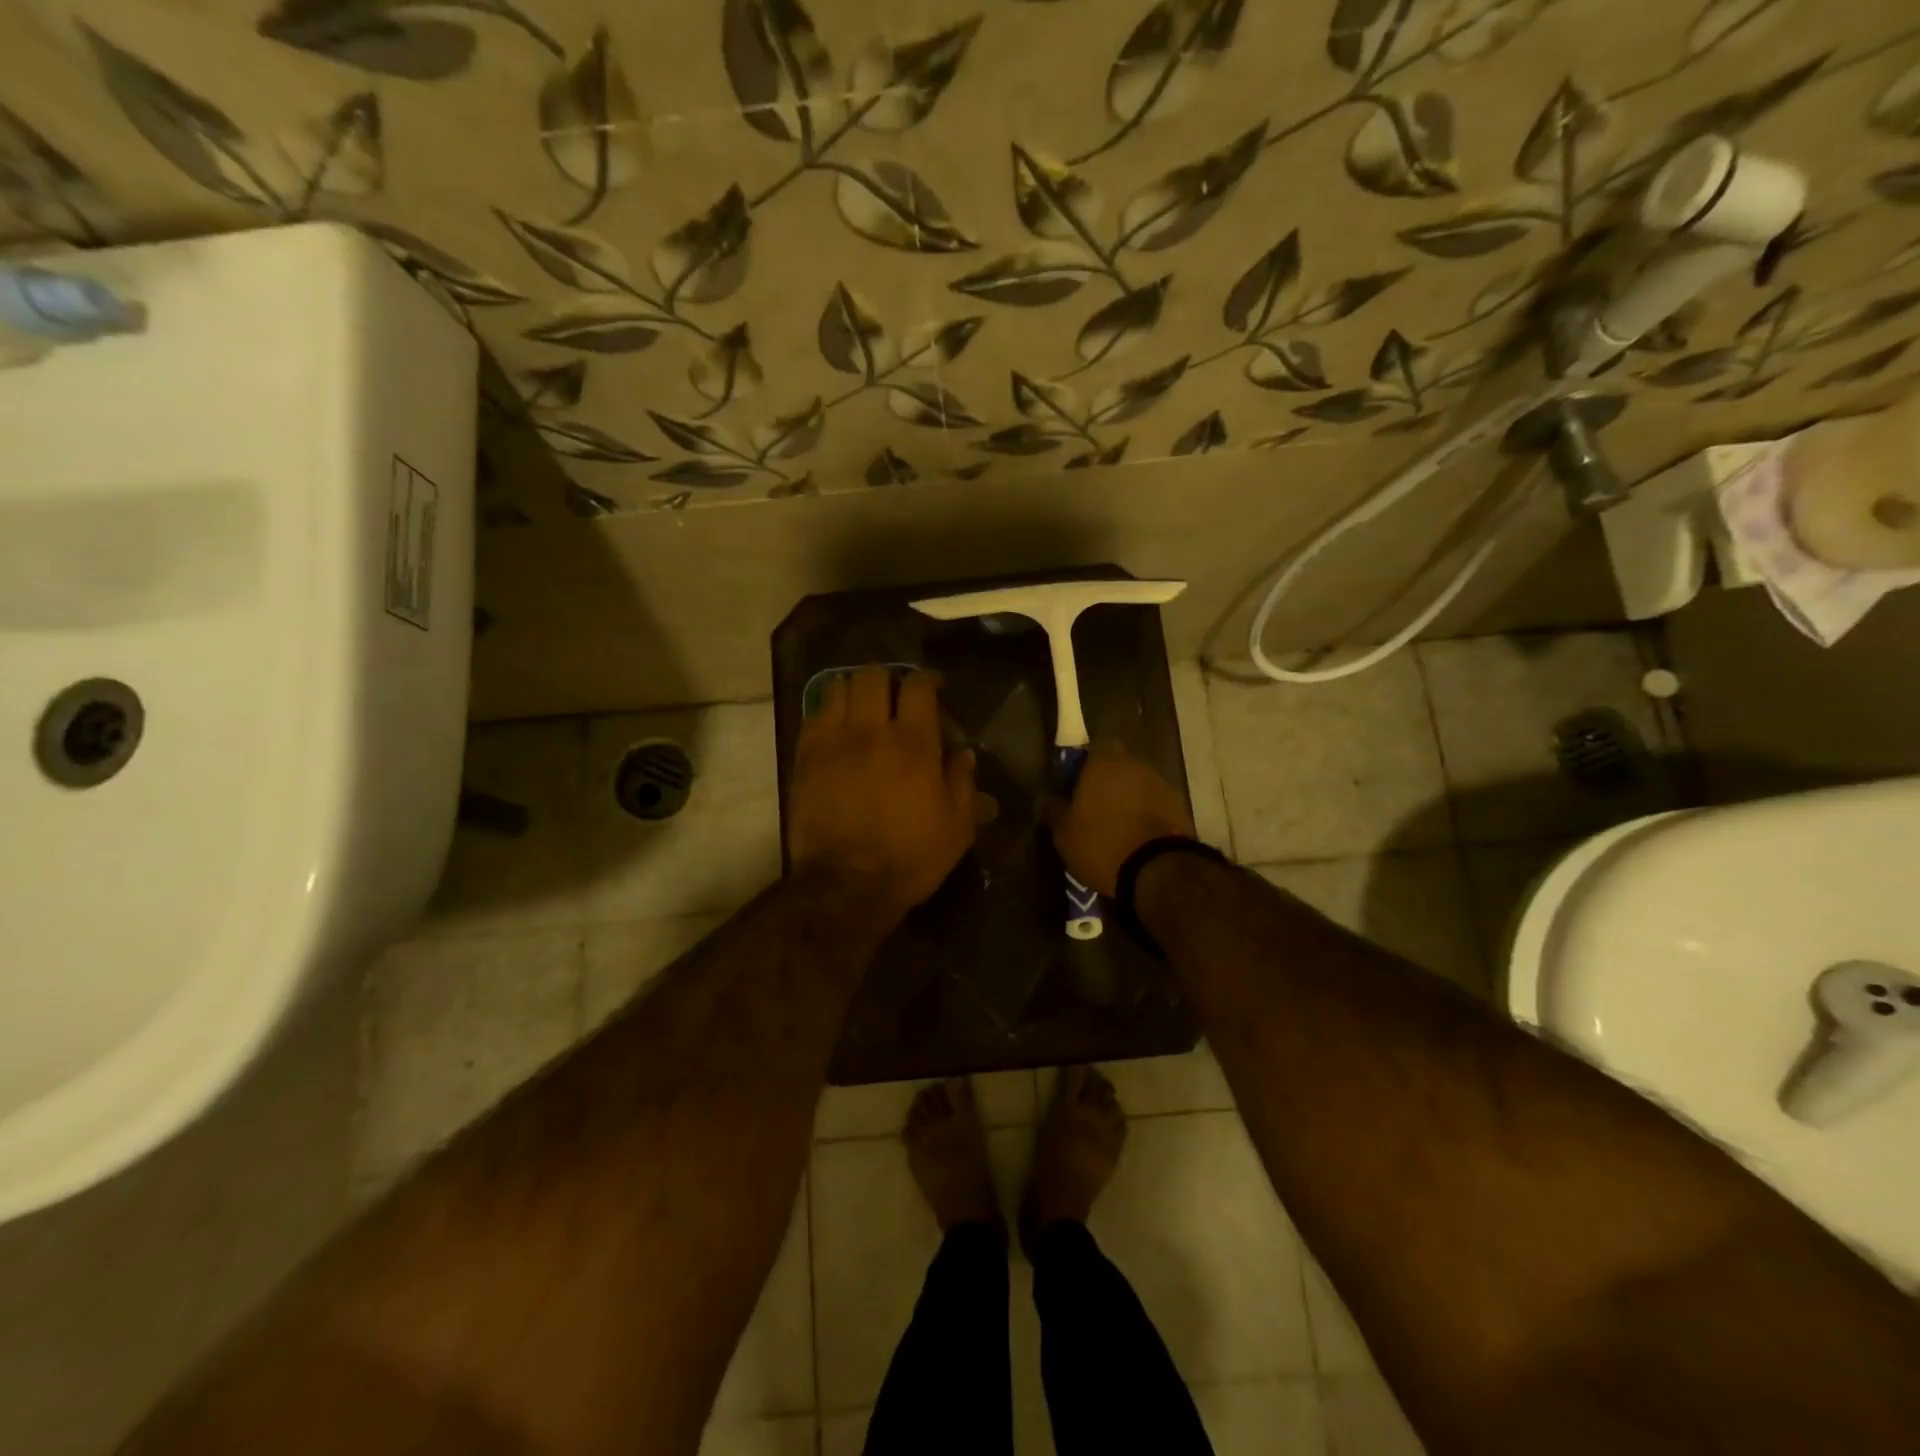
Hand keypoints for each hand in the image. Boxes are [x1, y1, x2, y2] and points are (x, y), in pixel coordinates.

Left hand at [788, 668, 976, 914]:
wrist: (847, 884)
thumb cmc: (910, 858)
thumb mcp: (957, 828)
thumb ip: (963, 783)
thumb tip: (965, 754)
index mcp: (914, 744)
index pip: (918, 686)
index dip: (926, 680)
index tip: (932, 687)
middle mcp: (871, 731)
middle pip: (872, 676)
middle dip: (886, 679)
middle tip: (893, 698)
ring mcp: (833, 741)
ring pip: (838, 687)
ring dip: (854, 691)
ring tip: (861, 708)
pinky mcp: (806, 757)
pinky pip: (813, 715)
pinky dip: (828, 713)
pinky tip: (836, 729)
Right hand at [1049, 740, 1193, 896]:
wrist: (1156, 871)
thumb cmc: (1100, 843)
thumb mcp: (1063, 831)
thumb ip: (1053, 809)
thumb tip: (1047, 798)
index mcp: (1103, 763)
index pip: (1092, 749)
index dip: (1081, 767)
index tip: (1072, 788)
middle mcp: (1135, 766)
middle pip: (1117, 767)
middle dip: (1106, 784)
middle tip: (1092, 809)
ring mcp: (1161, 786)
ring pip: (1137, 786)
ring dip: (1127, 800)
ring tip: (1115, 828)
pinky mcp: (1179, 809)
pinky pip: (1154, 806)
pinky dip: (1145, 816)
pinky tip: (1135, 839)